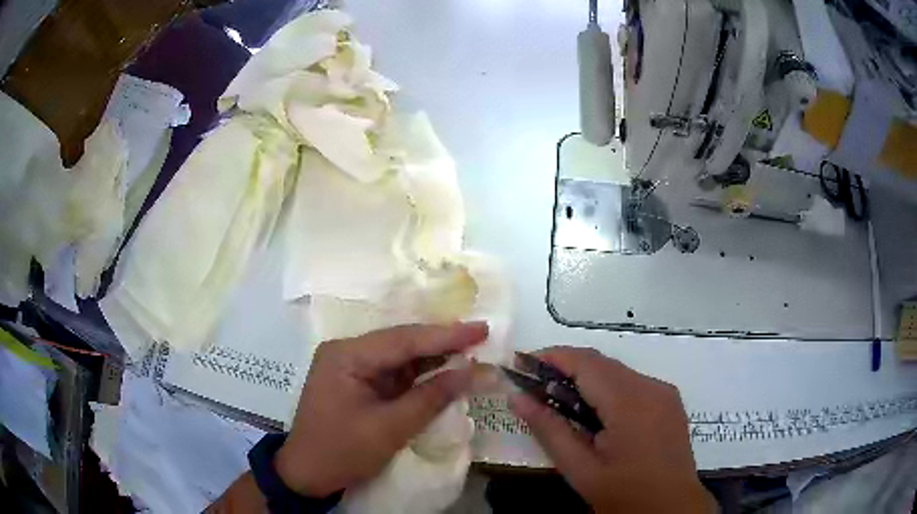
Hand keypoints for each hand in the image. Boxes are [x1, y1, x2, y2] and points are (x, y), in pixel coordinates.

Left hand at [274, 322, 487, 496]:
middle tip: (481, 335)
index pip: (403, 339)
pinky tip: (444, 370)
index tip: (481, 329)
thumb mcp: (390, 428)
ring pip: (399, 356)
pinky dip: (420, 374)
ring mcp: (351, 366)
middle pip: (401, 342)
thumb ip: (432, 397)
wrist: (308, 475)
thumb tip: (474, 372)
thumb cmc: (343, 452)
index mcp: (347, 355)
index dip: (445, 335)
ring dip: (433, 357)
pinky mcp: (358, 382)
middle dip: (441, 342)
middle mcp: (347, 352)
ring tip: (471, 350)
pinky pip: (394, 372)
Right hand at [509, 348, 714, 512]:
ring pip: (617, 371)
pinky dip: (607, 389)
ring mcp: (664, 391)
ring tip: (559, 401)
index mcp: (630, 403)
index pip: (586, 363)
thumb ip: (549, 430)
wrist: (670, 508)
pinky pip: (632, 383)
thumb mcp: (580, 469)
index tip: (521, 363)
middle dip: (565, 368)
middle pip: (601, 363)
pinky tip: (593, 413)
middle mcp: (651, 386)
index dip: (552, 357)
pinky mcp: (669, 400)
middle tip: (534, 386)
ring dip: (586, 379)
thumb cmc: (623, 494)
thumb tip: (517, 398)